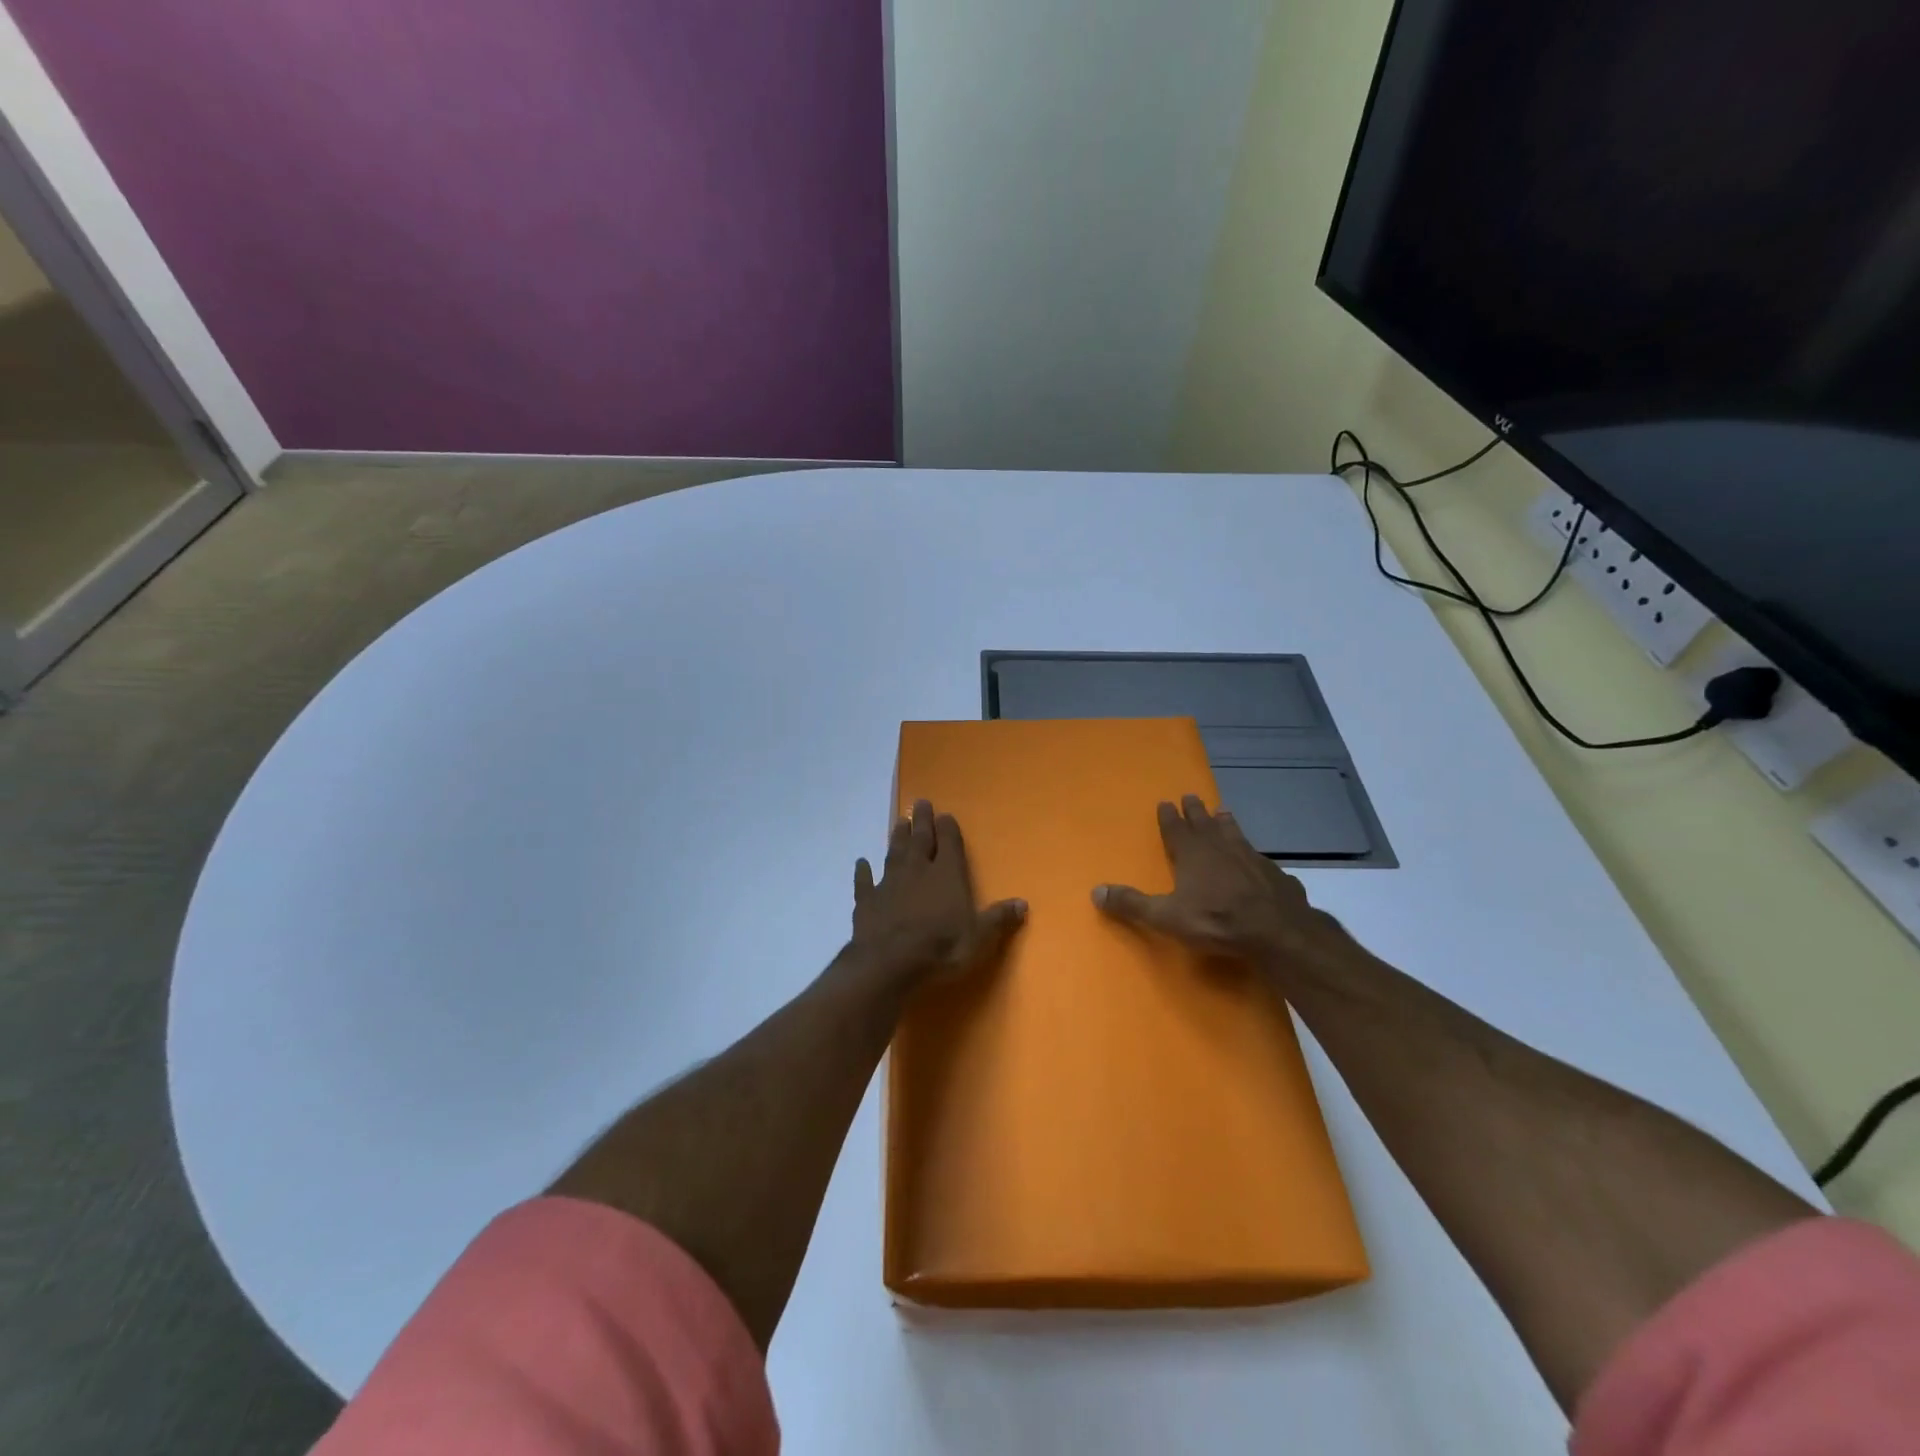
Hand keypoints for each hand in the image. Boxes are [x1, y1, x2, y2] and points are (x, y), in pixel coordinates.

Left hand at [850, 800, 1026, 989]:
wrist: (890, 963)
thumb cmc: (942, 948)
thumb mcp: (981, 937)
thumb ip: (999, 918)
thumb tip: (1023, 904)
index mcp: (947, 874)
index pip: (949, 842)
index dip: (948, 828)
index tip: (945, 815)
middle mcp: (918, 870)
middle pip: (920, 839)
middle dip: (921, 821)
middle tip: (920, 803)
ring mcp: (889, 883)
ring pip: (894, 853)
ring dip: (897, 838)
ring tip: (898, 822)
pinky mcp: (866, 901)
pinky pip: (864, 882)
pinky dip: (863, 872)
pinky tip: (861, 863)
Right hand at [1092, 795, 1351, 977]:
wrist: (1277, 932)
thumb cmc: (1216, 920)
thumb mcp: (1166, 917)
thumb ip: (1132, 904)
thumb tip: (1095, 891)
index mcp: (1192, 854)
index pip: (1176, 829)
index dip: (1169, 817)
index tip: (1165, 802)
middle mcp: (1220, 848)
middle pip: (1204, 823)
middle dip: (1195, 810)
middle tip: (1191, 796)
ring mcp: (1251, 858)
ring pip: (1234, 833)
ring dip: (1226, 823)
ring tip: (1223, 812)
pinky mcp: (1274, 874)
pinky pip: (1259, 858)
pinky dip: (1253, 853)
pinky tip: (1257, 858)